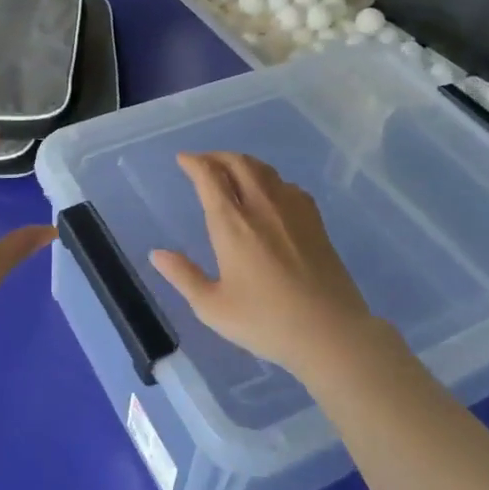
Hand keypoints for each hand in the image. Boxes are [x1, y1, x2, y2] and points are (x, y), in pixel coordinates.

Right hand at [150, 151, 384, 375]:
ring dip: (243, 163)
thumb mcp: (213, 307)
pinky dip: (270, 180)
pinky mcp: (315, 221)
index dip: (194, 162)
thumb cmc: (266, 322)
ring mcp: (292, 210)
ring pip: (264, 170)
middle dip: (217, 156)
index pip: (209, 177)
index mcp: (232, 224)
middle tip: (203, 162)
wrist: (331, 333)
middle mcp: (261, 206)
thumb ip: (183, 276)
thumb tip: (157, 254)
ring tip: (232, 171)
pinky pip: (288, 185)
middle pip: (238, 163)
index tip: (182, 159)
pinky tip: (270, 194)